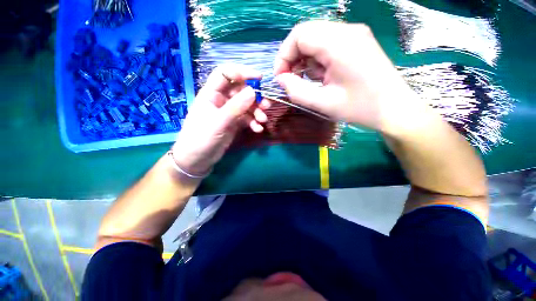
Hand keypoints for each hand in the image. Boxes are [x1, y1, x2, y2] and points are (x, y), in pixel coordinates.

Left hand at [171, 64, 269, 175]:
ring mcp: (229, 112)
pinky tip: (258, 129)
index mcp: (211, 93)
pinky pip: (247, 118)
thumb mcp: (218, 122)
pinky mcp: (234, 123)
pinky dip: (254, 122)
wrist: (197, 159)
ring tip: (263, 120)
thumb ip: (235, 107)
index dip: (242, 72)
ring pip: (247, 105)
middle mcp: (221, 100)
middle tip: (266, 106)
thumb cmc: (201, 138)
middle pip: (241, 91)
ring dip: (257, 112)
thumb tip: (253, 91)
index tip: (259, 78)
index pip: (226, 73)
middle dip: (255, 97)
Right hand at [274, 21, 427, 135]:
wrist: (394, 109)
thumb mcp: (323, 103)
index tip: (280, 78)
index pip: (299, 35)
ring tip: (309, 81)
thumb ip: (297, 91)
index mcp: (339, 43)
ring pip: (316, 39)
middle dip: (293, 58)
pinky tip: (321, 77)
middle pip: (307, 34)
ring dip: (305, 60)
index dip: (284, 55)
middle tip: (290, 80)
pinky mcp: (356, 43)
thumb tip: (281, 79)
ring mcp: (354, 35)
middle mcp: (347, 31)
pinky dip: (317, 60)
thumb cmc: (360, 108)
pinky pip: (327, 45)